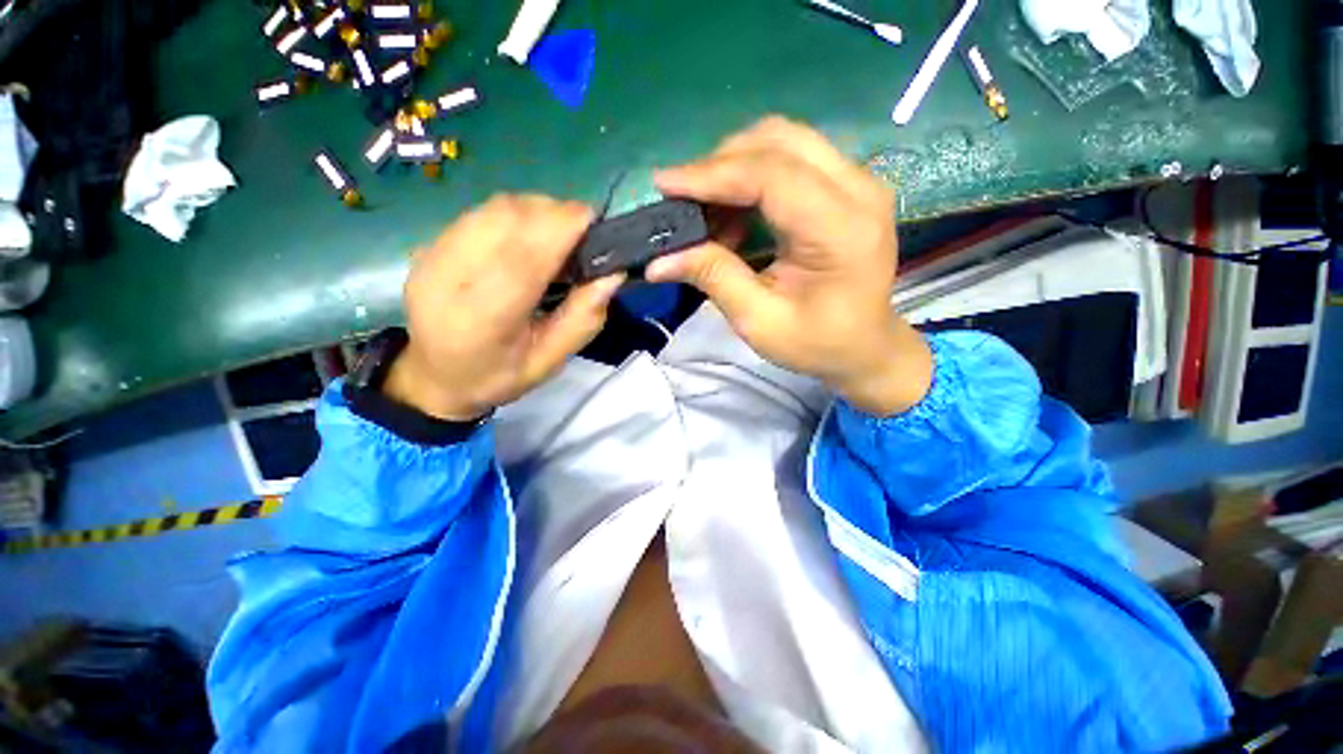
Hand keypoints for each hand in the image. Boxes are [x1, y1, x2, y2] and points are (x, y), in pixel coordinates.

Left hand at [384, 195, 624, 420]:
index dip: (560, 228)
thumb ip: (582, 320)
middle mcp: (449, 279)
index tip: (594, 220)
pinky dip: (517, 215)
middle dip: (553, 215)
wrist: (434, 376)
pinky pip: (483, 212)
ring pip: (495, 208)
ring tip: (558, 235)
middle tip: (582, 235)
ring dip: (537, 211)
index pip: (523, 257)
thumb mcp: (549, 362)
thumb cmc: (498, 376)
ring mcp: (433, 255)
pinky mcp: (430, 242)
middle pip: (508, 220)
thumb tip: (612, 275)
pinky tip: (529, 236)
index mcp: (482, 320)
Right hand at [646, 117, 931, 415]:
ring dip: (735, 166)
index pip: (772, 175)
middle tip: (682, 198)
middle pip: (779, 140)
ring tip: (705, 210)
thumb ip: (714, 278)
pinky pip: (792, 157)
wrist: (865, 346)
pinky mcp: (848, 184)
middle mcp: (859, 189)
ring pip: (784, 140)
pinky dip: (752, 175)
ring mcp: (858, 181)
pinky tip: (733, 212)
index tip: (664, 184)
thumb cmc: (817, 343)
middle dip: (720, 163)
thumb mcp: (759, 322)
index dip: (713, 174)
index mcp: (841, 230)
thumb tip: (658, 259)